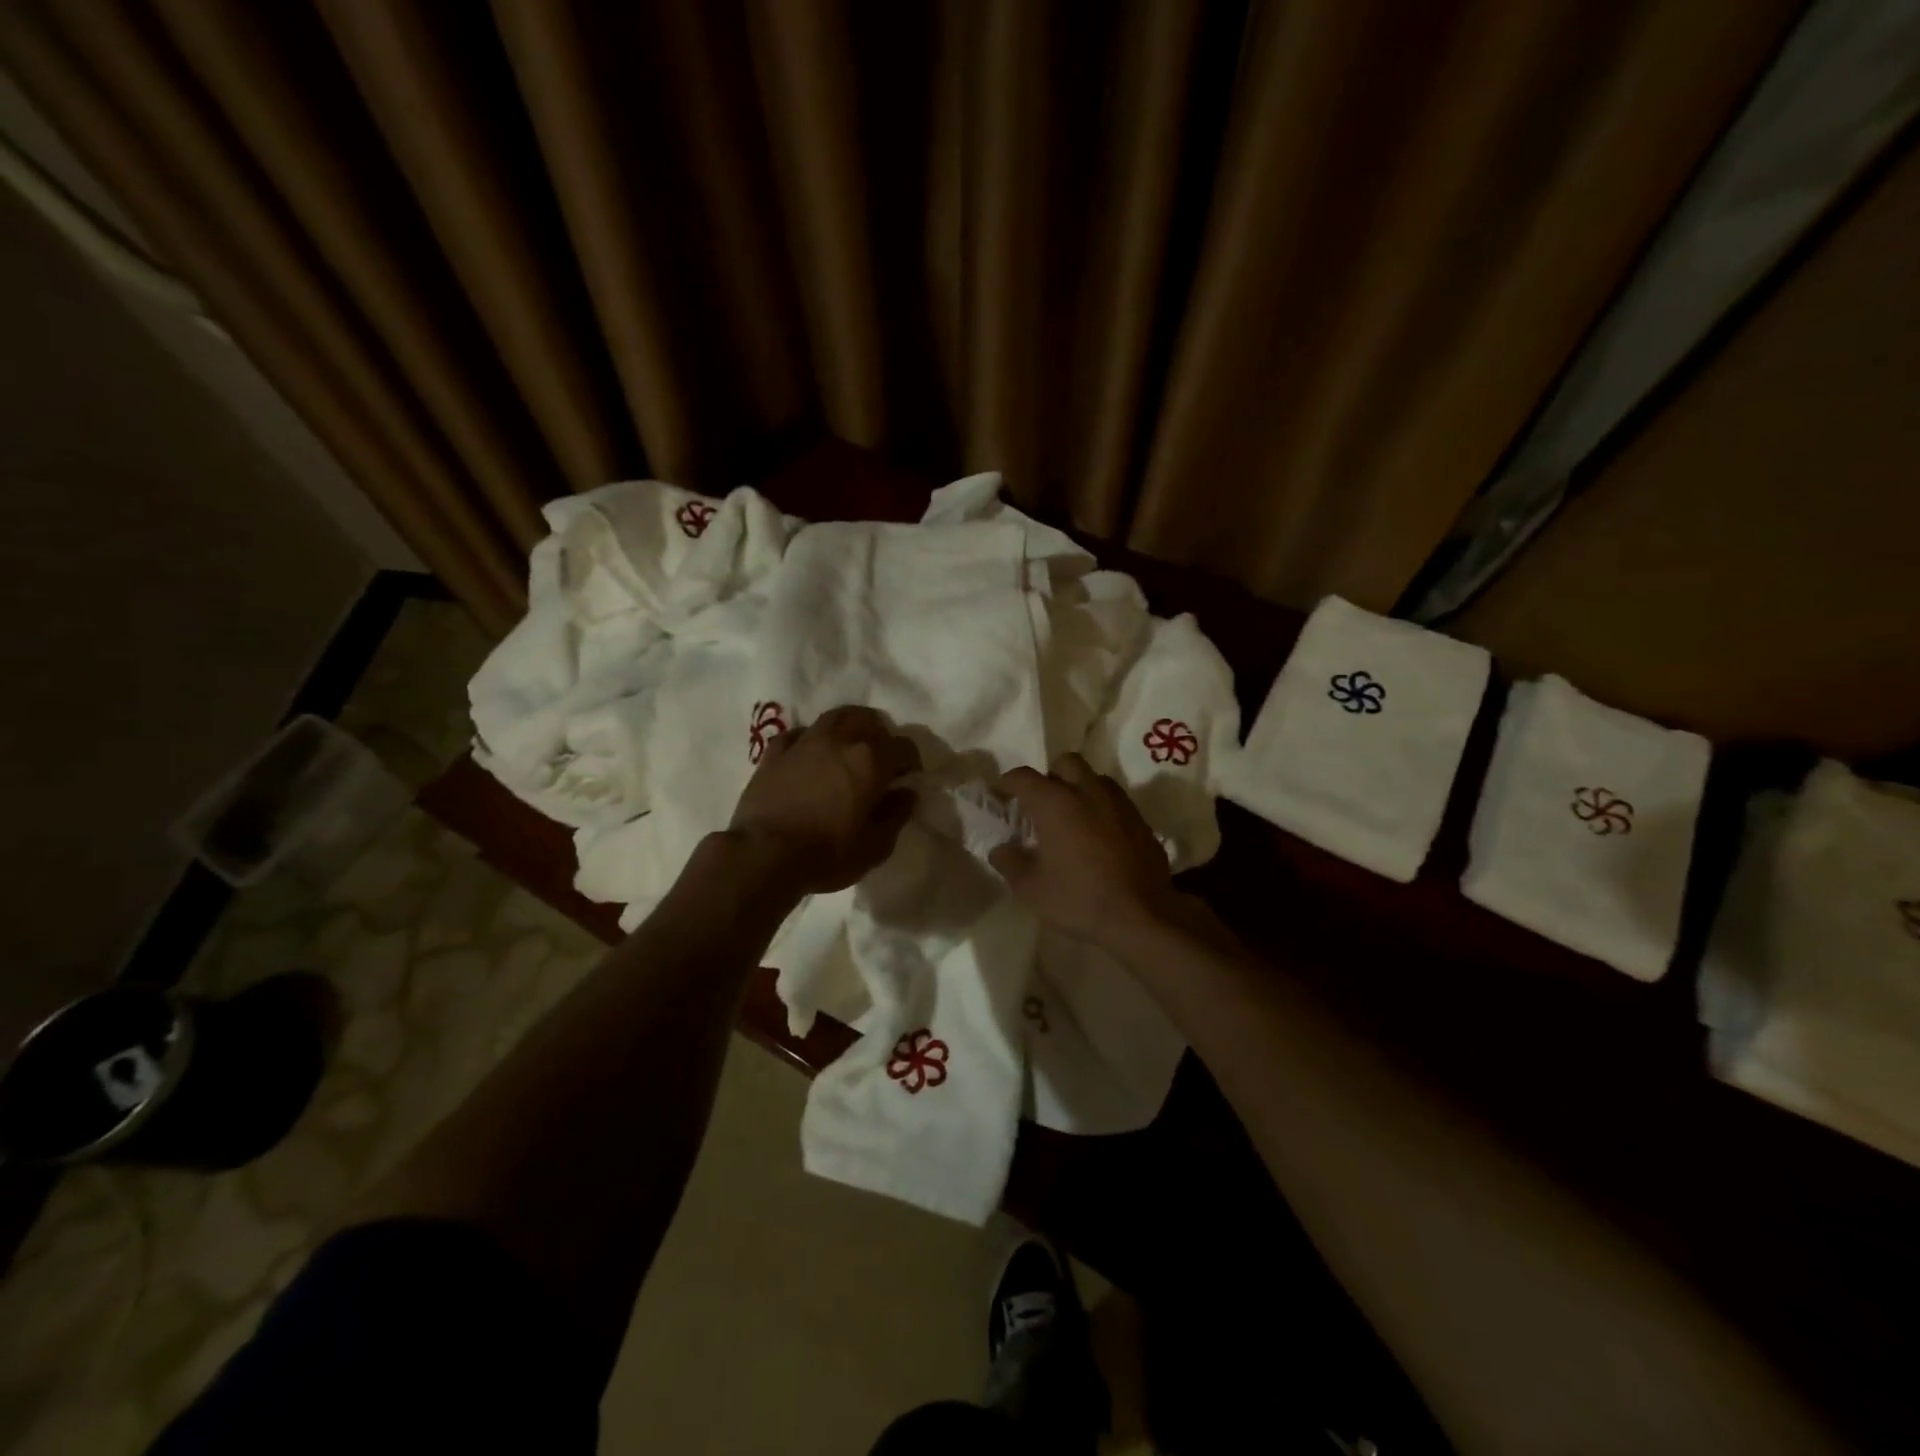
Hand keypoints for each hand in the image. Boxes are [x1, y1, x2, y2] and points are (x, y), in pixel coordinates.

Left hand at [727, 705, 921, 895]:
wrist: (763, 855)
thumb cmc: (827, 854)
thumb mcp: (875, 846)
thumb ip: (896, 815)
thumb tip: (906, 793)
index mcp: (870, 760)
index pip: (904, 746)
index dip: (912, 761)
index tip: (909, 778)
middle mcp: (840, 740)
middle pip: (868, 721)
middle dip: (880, 736)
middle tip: (880, 759)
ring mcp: (804, 742)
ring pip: (834, 717)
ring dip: (849, 727)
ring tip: (849, 747)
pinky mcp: (774, 753)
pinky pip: (799, 734)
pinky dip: (811, 739)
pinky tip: (810, 754)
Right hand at [989, 755, 1181, 948]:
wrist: (1141, 916)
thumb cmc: (1078, 899)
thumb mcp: (1030, 888)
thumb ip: (1009, 863)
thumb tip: (1000, 849)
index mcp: (1054, 802)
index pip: (1023, 776)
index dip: (1007, 783)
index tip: (1000, 795)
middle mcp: (1087, 791)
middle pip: (1065, 763)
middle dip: (1050, 775)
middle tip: (1041, 803)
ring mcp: (1118, 803)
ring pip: (1094, 778)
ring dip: (1079, 788)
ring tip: (1072, 816)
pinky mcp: (1140, 819)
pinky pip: (1115, 800)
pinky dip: (1101, 808)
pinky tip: (1098, 835)